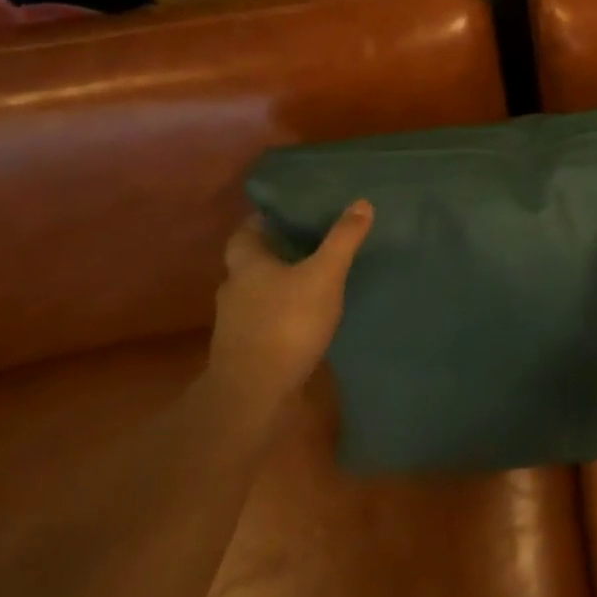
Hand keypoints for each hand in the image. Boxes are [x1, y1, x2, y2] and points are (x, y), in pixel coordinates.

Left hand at [207, 204, 372, 405]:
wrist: (253, 394)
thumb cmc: (286, 323)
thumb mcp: (323, 276)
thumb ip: (342, 240)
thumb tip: (362, 202)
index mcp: (247, 264)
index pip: (246, 232)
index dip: (264, 220)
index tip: (289, 214)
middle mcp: (234, 289)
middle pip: (251, 262)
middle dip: (276, 252)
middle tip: (309, 243)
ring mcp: (236, 323)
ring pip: (257, 293)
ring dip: (278, 285)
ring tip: (312, 279)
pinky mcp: (245, 350)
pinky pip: (264, 320)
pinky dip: (281, 314)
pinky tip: (304, 317)